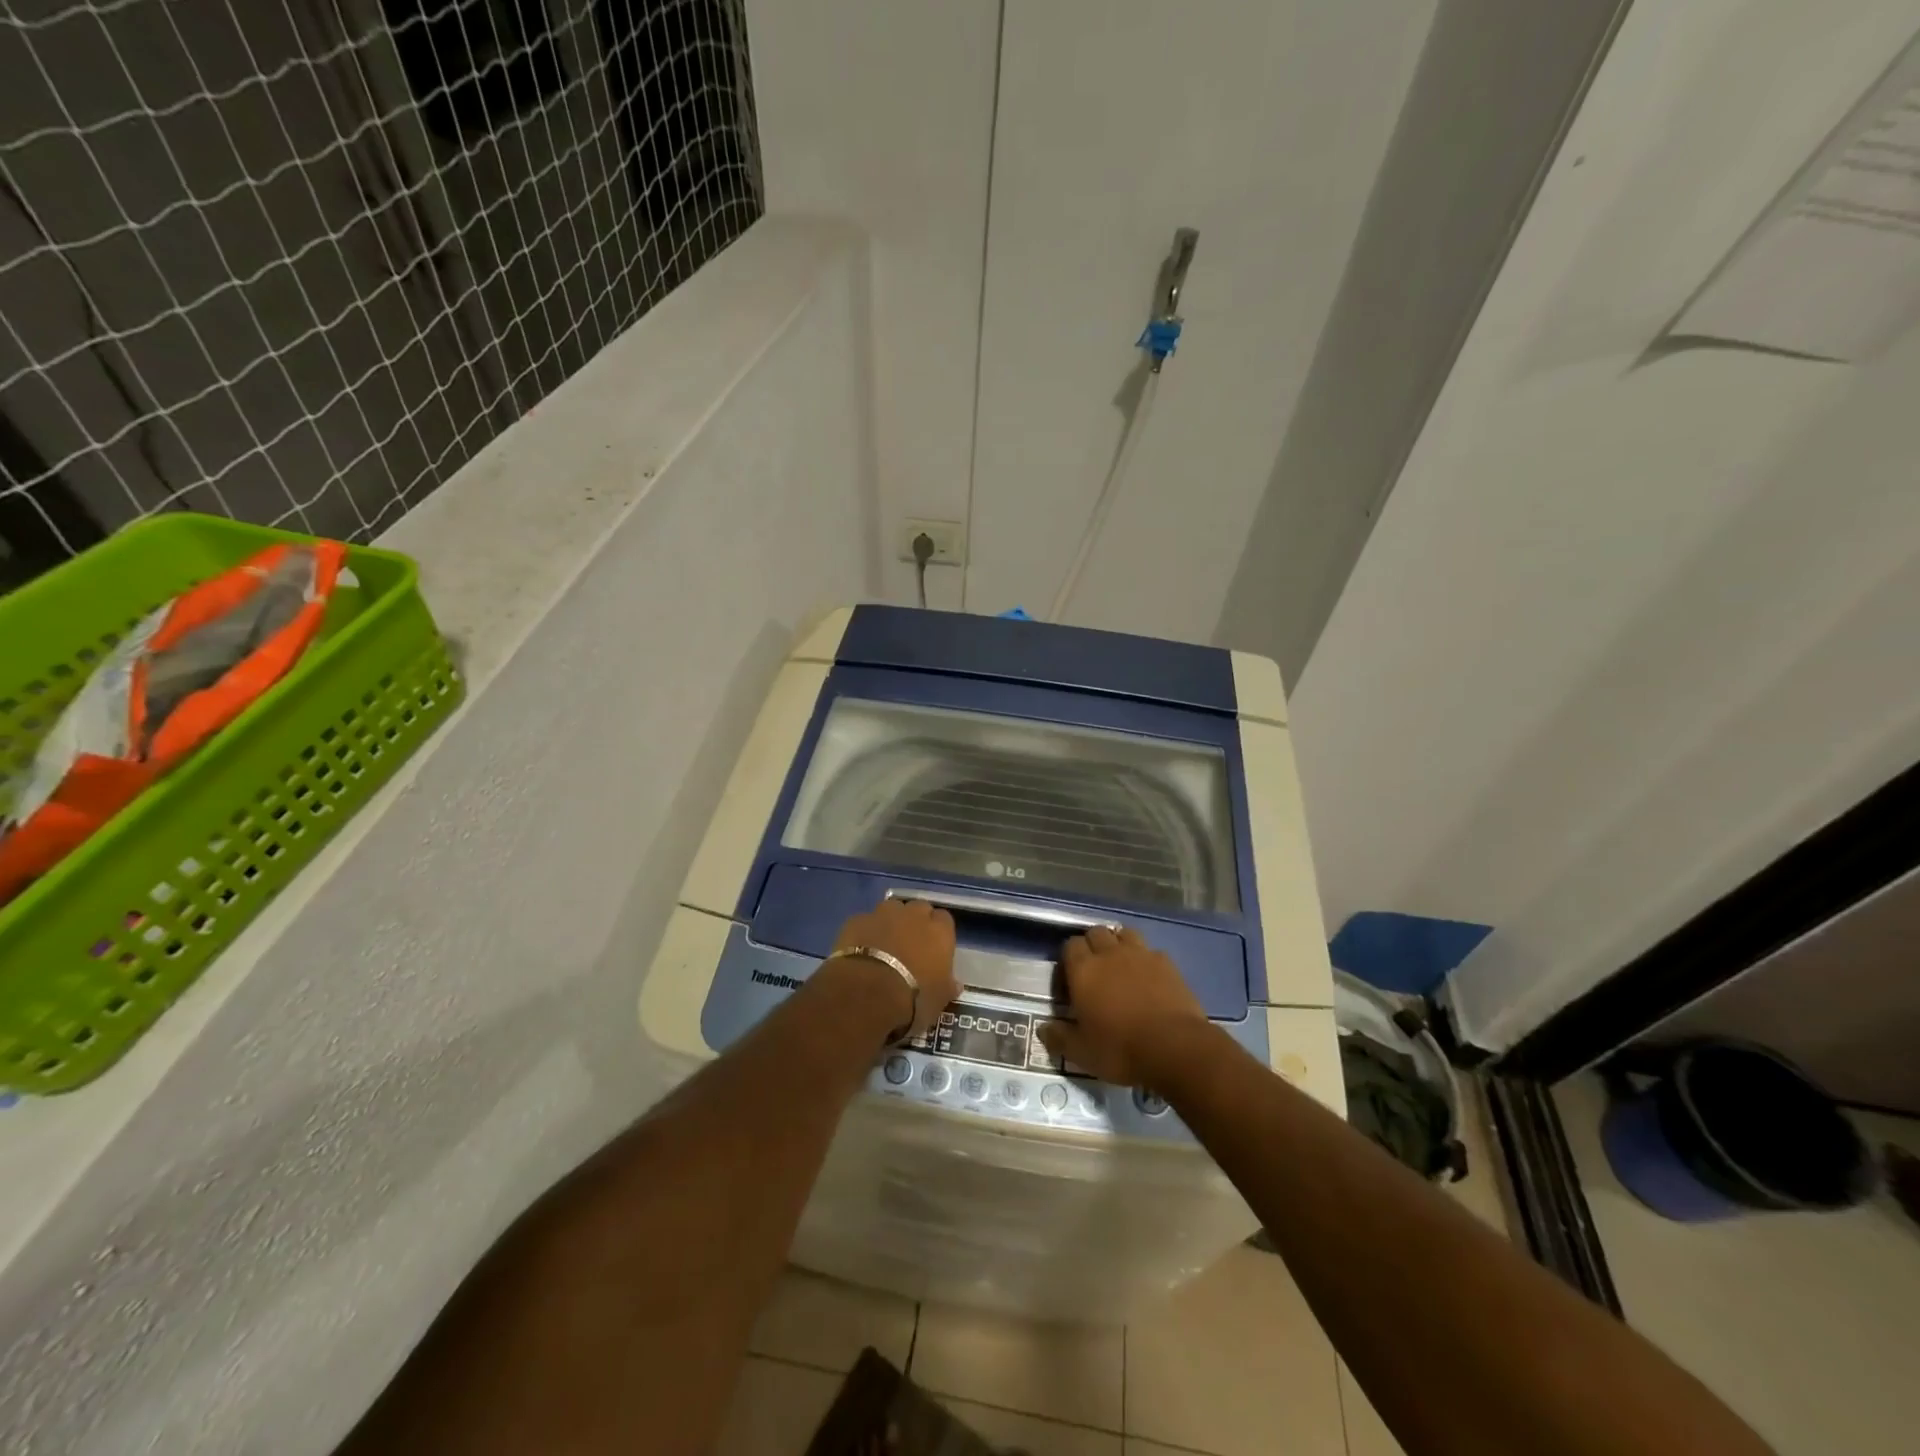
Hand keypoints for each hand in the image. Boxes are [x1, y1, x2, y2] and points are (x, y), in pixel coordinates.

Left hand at [831, 898, 958, 1038]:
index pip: (944, 920)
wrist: (867, 993)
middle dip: (915, 921)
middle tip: (910, 944)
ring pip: (891, 909)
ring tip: (884, 944)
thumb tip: (954, 984)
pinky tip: (861, 948)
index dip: (938, 932)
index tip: (934, 948)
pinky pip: (865, 921)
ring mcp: (883, 914)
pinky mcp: (857, 920)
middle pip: (919, 908)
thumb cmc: (913, 998)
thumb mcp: (939, 1000)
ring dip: (890, 921)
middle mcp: (914, 915)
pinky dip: (866, 931)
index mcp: (939, 931)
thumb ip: (947, 986)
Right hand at [1037, 925, 1206, 1085]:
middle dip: (1092, 945)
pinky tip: (1149, 977)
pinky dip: (1146, 959)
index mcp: (1084, 970)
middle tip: (1095, 972)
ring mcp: (1141, 954)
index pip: (1070, 945)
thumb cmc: (1121, 1049)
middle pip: (1096, 932)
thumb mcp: (1082, 1053)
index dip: (1069, 959)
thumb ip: (1059, 1038)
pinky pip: (1151, 951)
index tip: (1070, 982)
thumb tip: (1042, 1028)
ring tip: (1120, 966)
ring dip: (1119, 944)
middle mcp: (1110, 953)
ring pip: (1124, 933)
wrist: (1175, 1047)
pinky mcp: (1167, 963)